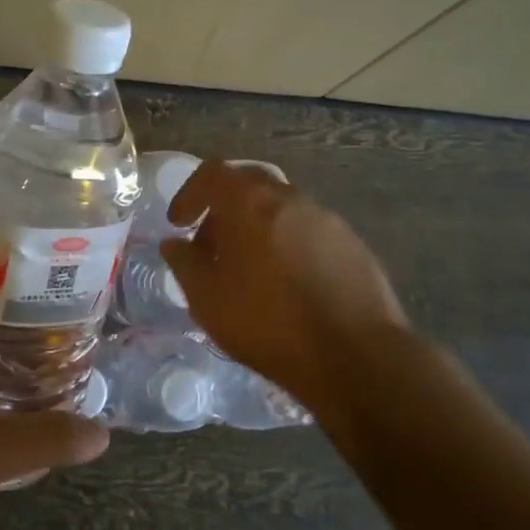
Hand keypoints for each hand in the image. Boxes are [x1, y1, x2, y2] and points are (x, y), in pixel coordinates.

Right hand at [160, 160, 409, 420]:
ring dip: (257, 227)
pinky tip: (287, 284)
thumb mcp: (207, 299)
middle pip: (249, 185)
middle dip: (223, 209)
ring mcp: (327, 219)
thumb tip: (175, 244)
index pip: (212, 173)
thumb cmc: (268, 323)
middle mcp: (290, 197)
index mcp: (251, 201)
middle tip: (211, 246)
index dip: (190, 194)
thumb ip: (184, 263)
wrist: (355, 356)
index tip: (179, 224)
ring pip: (281, 208)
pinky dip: (287, 244)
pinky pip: (308, 231)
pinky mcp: (353, 244)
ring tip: (248, 270)